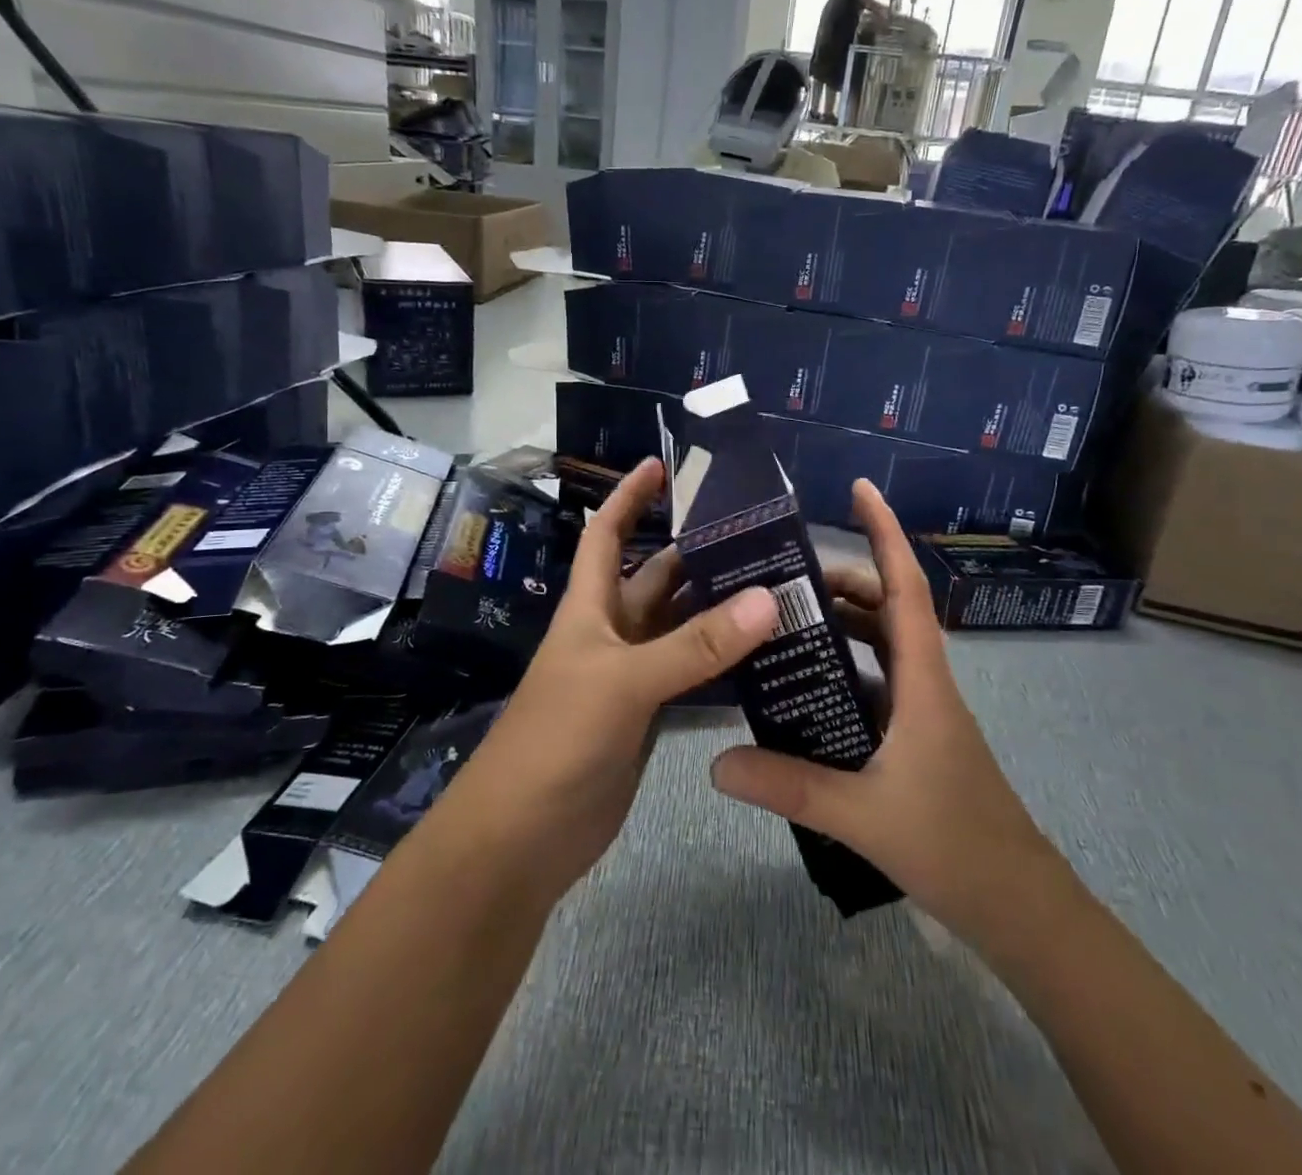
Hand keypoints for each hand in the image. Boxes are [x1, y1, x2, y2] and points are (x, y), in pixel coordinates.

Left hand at [438, 458, 779, 901]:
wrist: (524, 836)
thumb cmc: (558, 739)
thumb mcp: (624, 683)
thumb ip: (695, 645)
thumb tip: (768, 598)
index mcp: (590, 609)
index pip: (606, 536)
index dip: (628, 497)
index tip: (661, 464)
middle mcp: (611, 633)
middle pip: (656, 578)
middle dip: (697, 553)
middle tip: (759, 532)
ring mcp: (631, 677)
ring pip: (679, 627)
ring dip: (718, 607)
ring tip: (777, 584)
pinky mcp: (648, 716)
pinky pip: (690, 674)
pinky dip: (721, 661)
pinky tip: (763, 651)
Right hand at [709, 479, 1061, 941]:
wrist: (1019, 907)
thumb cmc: (955, 845)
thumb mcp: (863, 815)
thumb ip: (789, 785)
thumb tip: (716, 764)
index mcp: (922, 678)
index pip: (906, 586)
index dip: (886, 532)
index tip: (861, 489)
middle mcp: (924, 681)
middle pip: (886, 607)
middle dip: (842, 581)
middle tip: (783, 576)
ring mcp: (921, 710)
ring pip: (880, 645)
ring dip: (841, 625)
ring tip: (783, 621)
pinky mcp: (914, 737)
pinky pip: (874, 683)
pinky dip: (842, 670)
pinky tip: (802, 689)